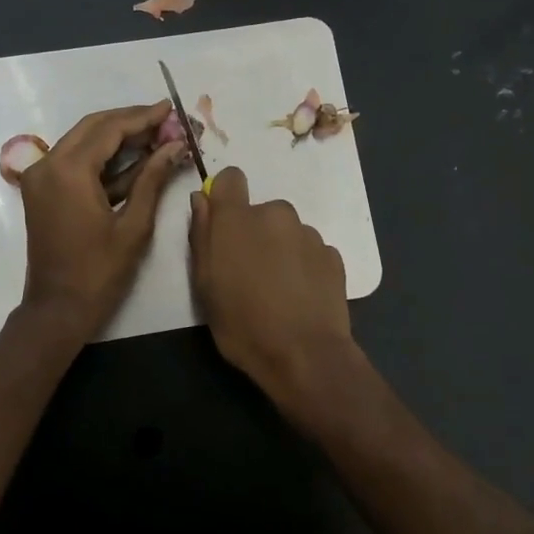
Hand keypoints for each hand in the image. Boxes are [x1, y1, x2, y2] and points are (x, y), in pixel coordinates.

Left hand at [19, 101, 186, 337]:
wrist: (58, 308)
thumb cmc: (99, 272)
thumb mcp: (133, 225)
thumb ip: (152, 180)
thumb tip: (175, 146)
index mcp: (68, 171)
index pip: (110, 129)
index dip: (142, 117)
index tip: (170, 109)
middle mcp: (48, 164)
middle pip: (93, 127)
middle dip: (130, 121)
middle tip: (165, 119)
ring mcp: (41, 177)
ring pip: (82, 141)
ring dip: (117, 137)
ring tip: (156, 135)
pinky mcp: (43, 191)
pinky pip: (74, 161)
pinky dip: (102, 158)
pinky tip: (134, 159)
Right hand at [188, 167, 356, 405]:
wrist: (305, 355)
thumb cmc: (243, 324)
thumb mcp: (204, 285)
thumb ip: (201, 235)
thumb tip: (201, 199)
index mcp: (238, 219)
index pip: (230, 178)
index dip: (224, 196)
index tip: (222, 224)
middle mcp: (276, 214)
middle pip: (260, 211)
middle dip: (253, 233)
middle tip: (248, 274)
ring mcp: (309, 234)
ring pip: (286, 232)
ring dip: (279, 250)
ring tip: (277, 290)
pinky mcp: (333, 255)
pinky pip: (309, 250)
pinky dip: (302, 265)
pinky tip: (299, 297)